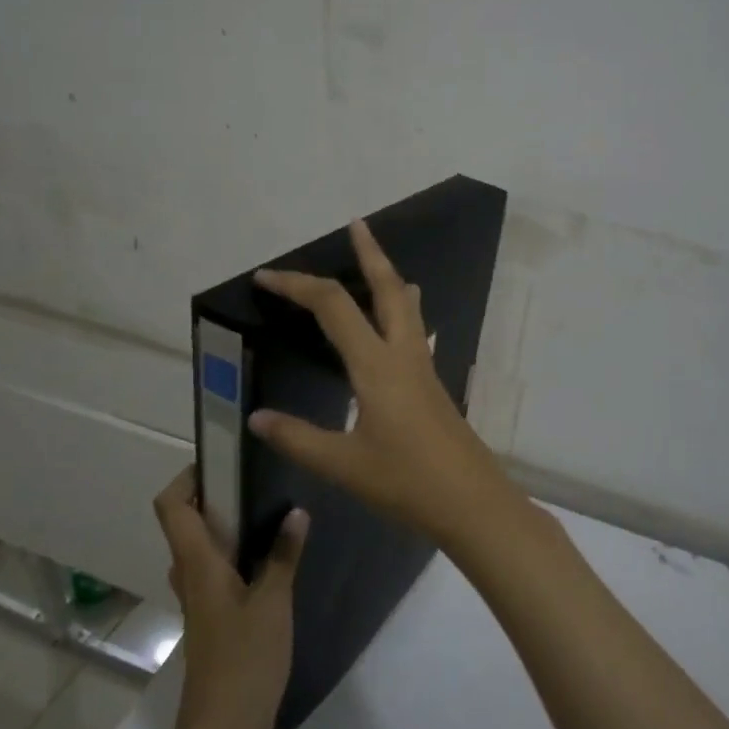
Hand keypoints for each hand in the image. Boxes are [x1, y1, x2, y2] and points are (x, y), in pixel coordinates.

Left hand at [153, 466, 306, 728]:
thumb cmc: (244, 661)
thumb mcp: (272, 603)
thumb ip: (283, 555)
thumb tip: (296, 512)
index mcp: (197, 565)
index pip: (171, 507)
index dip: (186, 478)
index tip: (221, 460)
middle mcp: (191, 577)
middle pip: (186, 523)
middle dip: (215, 496)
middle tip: (257, 479)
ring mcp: (200, 601)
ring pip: (202, 549)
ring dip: (226, 526)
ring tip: (270, 510)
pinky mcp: (213, 619)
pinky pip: (217, 572)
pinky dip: (236, 554)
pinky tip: (273, 558)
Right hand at [247, 218, 517, 549]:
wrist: (472, 502)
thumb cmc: (407, 482)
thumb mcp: (344, 465)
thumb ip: (298, 438)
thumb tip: (256, 417)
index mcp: (376, 365)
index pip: (333, 307)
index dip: (297, 285)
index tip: (265, 277)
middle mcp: (404, 354)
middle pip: (388, 288)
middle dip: (370, 253)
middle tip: (356, 225)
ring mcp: (424, 367)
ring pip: (407, 306)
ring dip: (388, 278)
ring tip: (374, 262)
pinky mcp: (432, 384)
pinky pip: (414, 330)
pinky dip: (398, 310)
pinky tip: (391, 327)